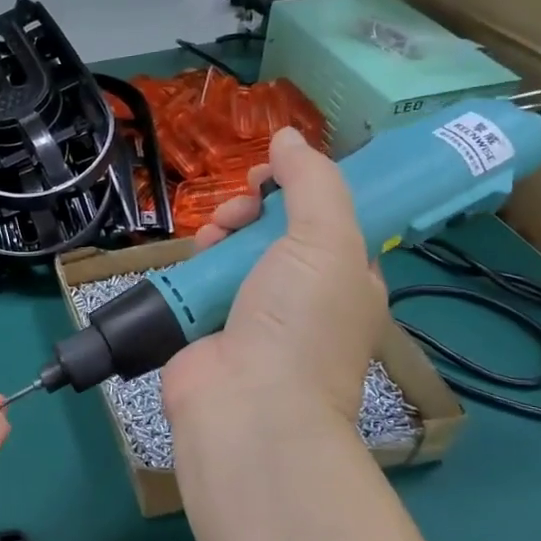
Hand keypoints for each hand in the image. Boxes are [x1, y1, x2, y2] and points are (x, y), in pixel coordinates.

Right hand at [164, 127, 386, 436]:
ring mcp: (253, 312)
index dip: (303, 187)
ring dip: (222, 232)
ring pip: (235, 250)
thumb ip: (312, 182)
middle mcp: (303, 294)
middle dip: (254, 208)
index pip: (329, 217)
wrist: (247, 404)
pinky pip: (202, 279)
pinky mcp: (209, 325)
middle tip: (241, 208)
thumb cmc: (300, 322)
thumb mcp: (327, 240)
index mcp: (348, 277)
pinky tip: (193, 257)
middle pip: (276, 230)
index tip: (275, 173)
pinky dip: (195, 263)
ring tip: (212, 236)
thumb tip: (289, 136)